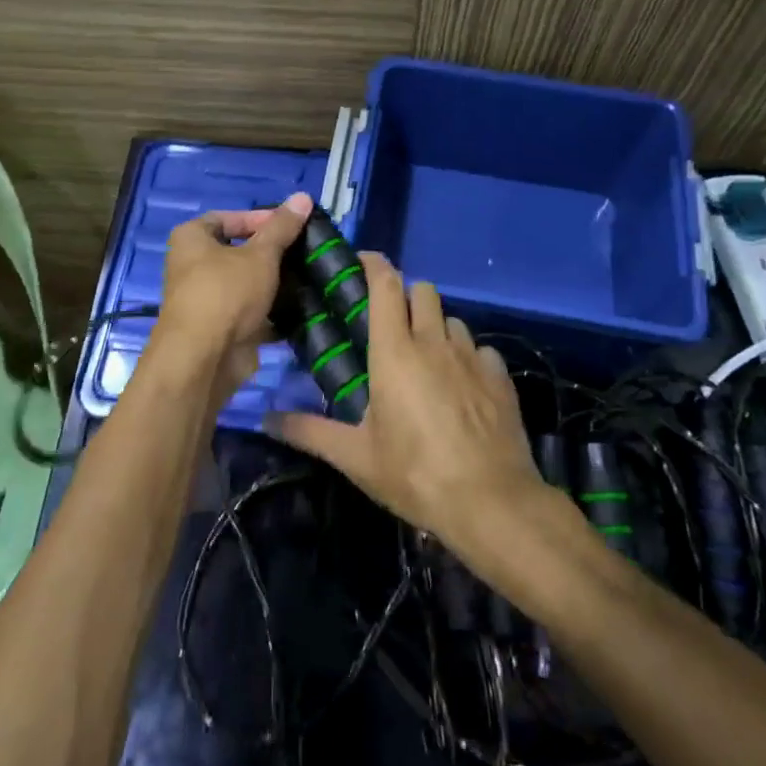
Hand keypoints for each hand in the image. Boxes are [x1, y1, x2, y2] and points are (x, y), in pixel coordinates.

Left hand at [152, 193, 312, 400]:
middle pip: (238, 252)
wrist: (204, 359)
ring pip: (246, 285)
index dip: (260, 219)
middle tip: (304, 252)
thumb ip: (282, 227)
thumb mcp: (260, 254)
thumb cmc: (227, 292)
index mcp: (191, 239)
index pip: (228, 218)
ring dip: (274, 285)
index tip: (291, 226)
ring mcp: (205, 300)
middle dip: (272, 254)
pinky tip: (301, 309)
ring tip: (309, 279)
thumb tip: (303, 196)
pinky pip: (250, 313)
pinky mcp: (219, 329)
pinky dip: (272, 313)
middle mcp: (191, 266)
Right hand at [267, 253, 549, 551]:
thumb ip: (310, 432)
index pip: (385, 285)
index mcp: (395, 351)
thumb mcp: (357, 458)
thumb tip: (265, 418)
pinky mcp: (500, 376)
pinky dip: (467, 356)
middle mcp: (434, 342)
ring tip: (427, 359)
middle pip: (423, 290)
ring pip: (452, 318)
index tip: (360, 262)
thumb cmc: (415, 475)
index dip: (374, 264)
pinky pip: (480, 349)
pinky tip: (462, 385)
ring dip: (436, 327)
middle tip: (391, 326)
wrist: (491, 502)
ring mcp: (471, 356)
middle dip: (406, 296)